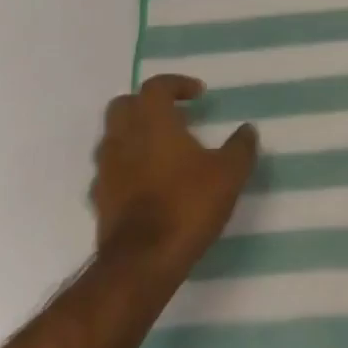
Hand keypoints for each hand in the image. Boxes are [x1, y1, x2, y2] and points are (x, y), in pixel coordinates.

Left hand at [91, 75, 257, 279]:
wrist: (141, 263)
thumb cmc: (186, 206)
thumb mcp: (229, 174)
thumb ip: (240, 147)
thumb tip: (248, 130)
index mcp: (152, 122)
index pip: (155, 86)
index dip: (177, 84)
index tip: (198, 94)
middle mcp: (123, 138)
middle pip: (124, 105)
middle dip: (147, 104)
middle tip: (173, 115)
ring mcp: (106, 169)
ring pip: (113, 137)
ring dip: (134, 134)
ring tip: (162, 149)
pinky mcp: (99, 199)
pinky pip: (110, 170)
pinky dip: (126, 166)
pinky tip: (146, 182)